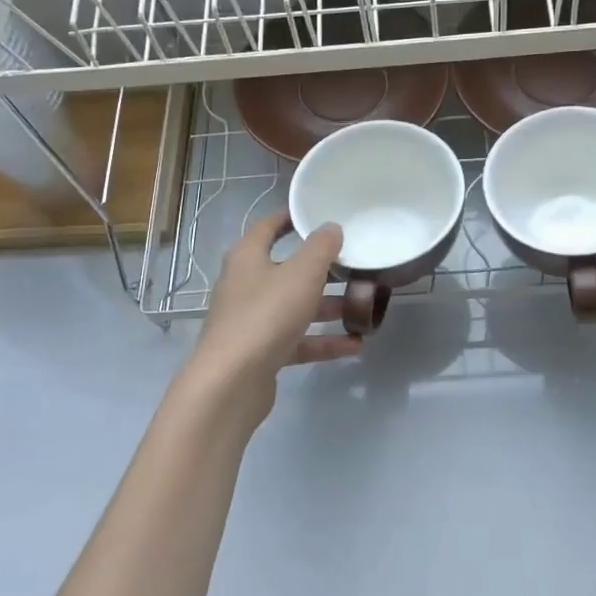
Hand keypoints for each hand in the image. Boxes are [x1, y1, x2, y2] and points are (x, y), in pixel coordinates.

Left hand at [184, 210, 360, 423]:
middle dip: (321, 269)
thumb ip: (321, 248)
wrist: (232, 382)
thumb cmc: (266, 314)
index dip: (291, 218)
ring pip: (295, 307)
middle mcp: (246, 285)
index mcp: (248, 258)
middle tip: (354, 264)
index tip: (318, 214)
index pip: (268, 227)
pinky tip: (355, 344)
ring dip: (328, 307)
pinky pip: (298, 341)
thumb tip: (331, 228)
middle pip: (287, 270)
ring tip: (363, 306)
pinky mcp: (262, 352)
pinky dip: (323, 341)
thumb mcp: (301, 274)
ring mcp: (252, 321)